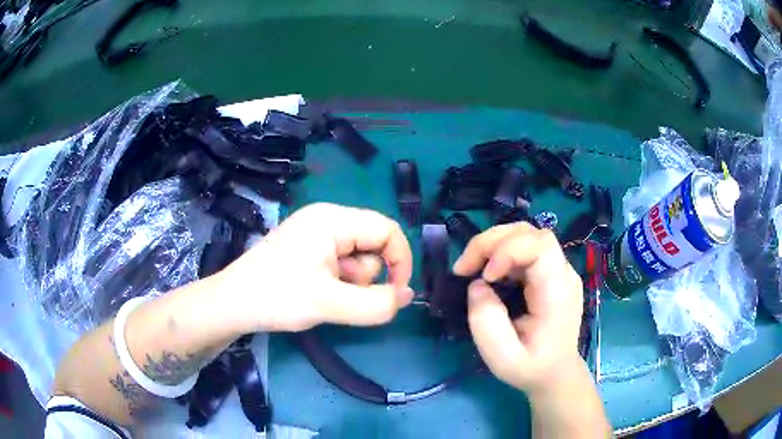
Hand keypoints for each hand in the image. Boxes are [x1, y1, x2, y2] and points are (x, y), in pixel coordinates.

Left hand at [216, 203, 413, 332]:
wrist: (232, 303)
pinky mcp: (307, 247)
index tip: (397, 293)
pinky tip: (316, 292)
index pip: (387, 230)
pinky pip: (340, 261)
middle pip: (372, 243)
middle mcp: (326, 218)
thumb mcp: (330, 304)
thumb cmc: (277, 297)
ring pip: (357, 256)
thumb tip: (407, 296)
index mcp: (332, 219)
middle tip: (341, 295)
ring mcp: (315, 232)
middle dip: (366, 275)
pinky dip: (338, 281)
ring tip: (323, 295)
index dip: (400, 260)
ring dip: (351, 281)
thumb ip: (376, 304)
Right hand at [453, 222, 583, 394]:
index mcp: (558, 293)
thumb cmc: (531, 368)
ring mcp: (560, 270)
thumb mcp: (503, 358)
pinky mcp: (551, 272)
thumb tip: (477, 285)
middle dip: (492, 242)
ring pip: (527, 235)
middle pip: (531, 234)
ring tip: (471, 266)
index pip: (540, 246)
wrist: (555, 373)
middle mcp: (564, 274)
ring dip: (494, 244)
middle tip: (464, 267)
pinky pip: (526, 248)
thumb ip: (486, 322)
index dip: (508, 250)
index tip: (485, 276)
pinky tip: (488, 271)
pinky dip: (501, 251)